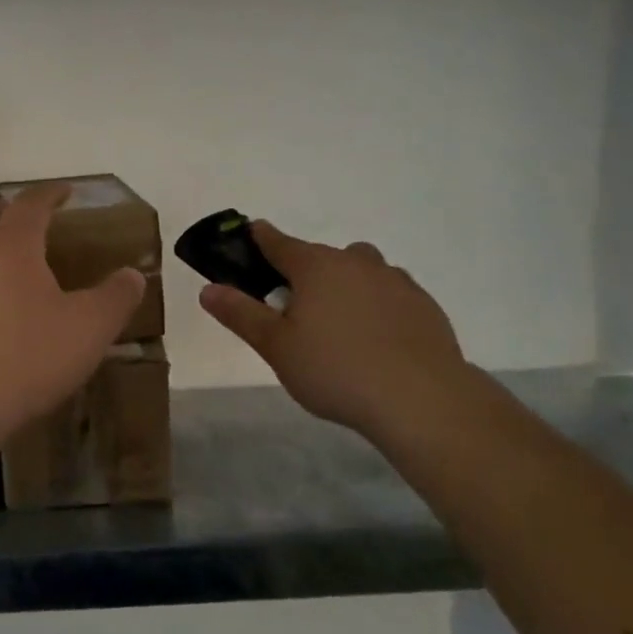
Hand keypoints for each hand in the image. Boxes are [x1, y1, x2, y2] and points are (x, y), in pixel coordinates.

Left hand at [0, 183, 145, 449]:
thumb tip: (133, 275)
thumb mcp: (88, 328)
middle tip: (29, 218)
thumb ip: (115, 297)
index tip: (65, 191)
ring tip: (10, 262)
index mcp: (11, 246)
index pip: (30, 205)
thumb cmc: (26, 356)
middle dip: (8, 212)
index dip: (50, 194)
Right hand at [200, 220, 471, 439]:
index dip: (260, 238)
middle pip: (321, 256)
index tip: (250, 235)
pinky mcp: (424, 304)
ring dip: (345, 283)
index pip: (278, 242)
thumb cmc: (336, 370)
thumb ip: (241, 314)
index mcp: (315, 267)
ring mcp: (394, 280)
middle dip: (304, 272)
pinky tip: (377, 338)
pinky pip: (390, 292)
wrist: (421, 398)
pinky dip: (377, 304)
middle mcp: (355, 262)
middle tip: (294, 309)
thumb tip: (208, 289)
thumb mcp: (276, 347)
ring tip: (339, 323)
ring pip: (360, 270)